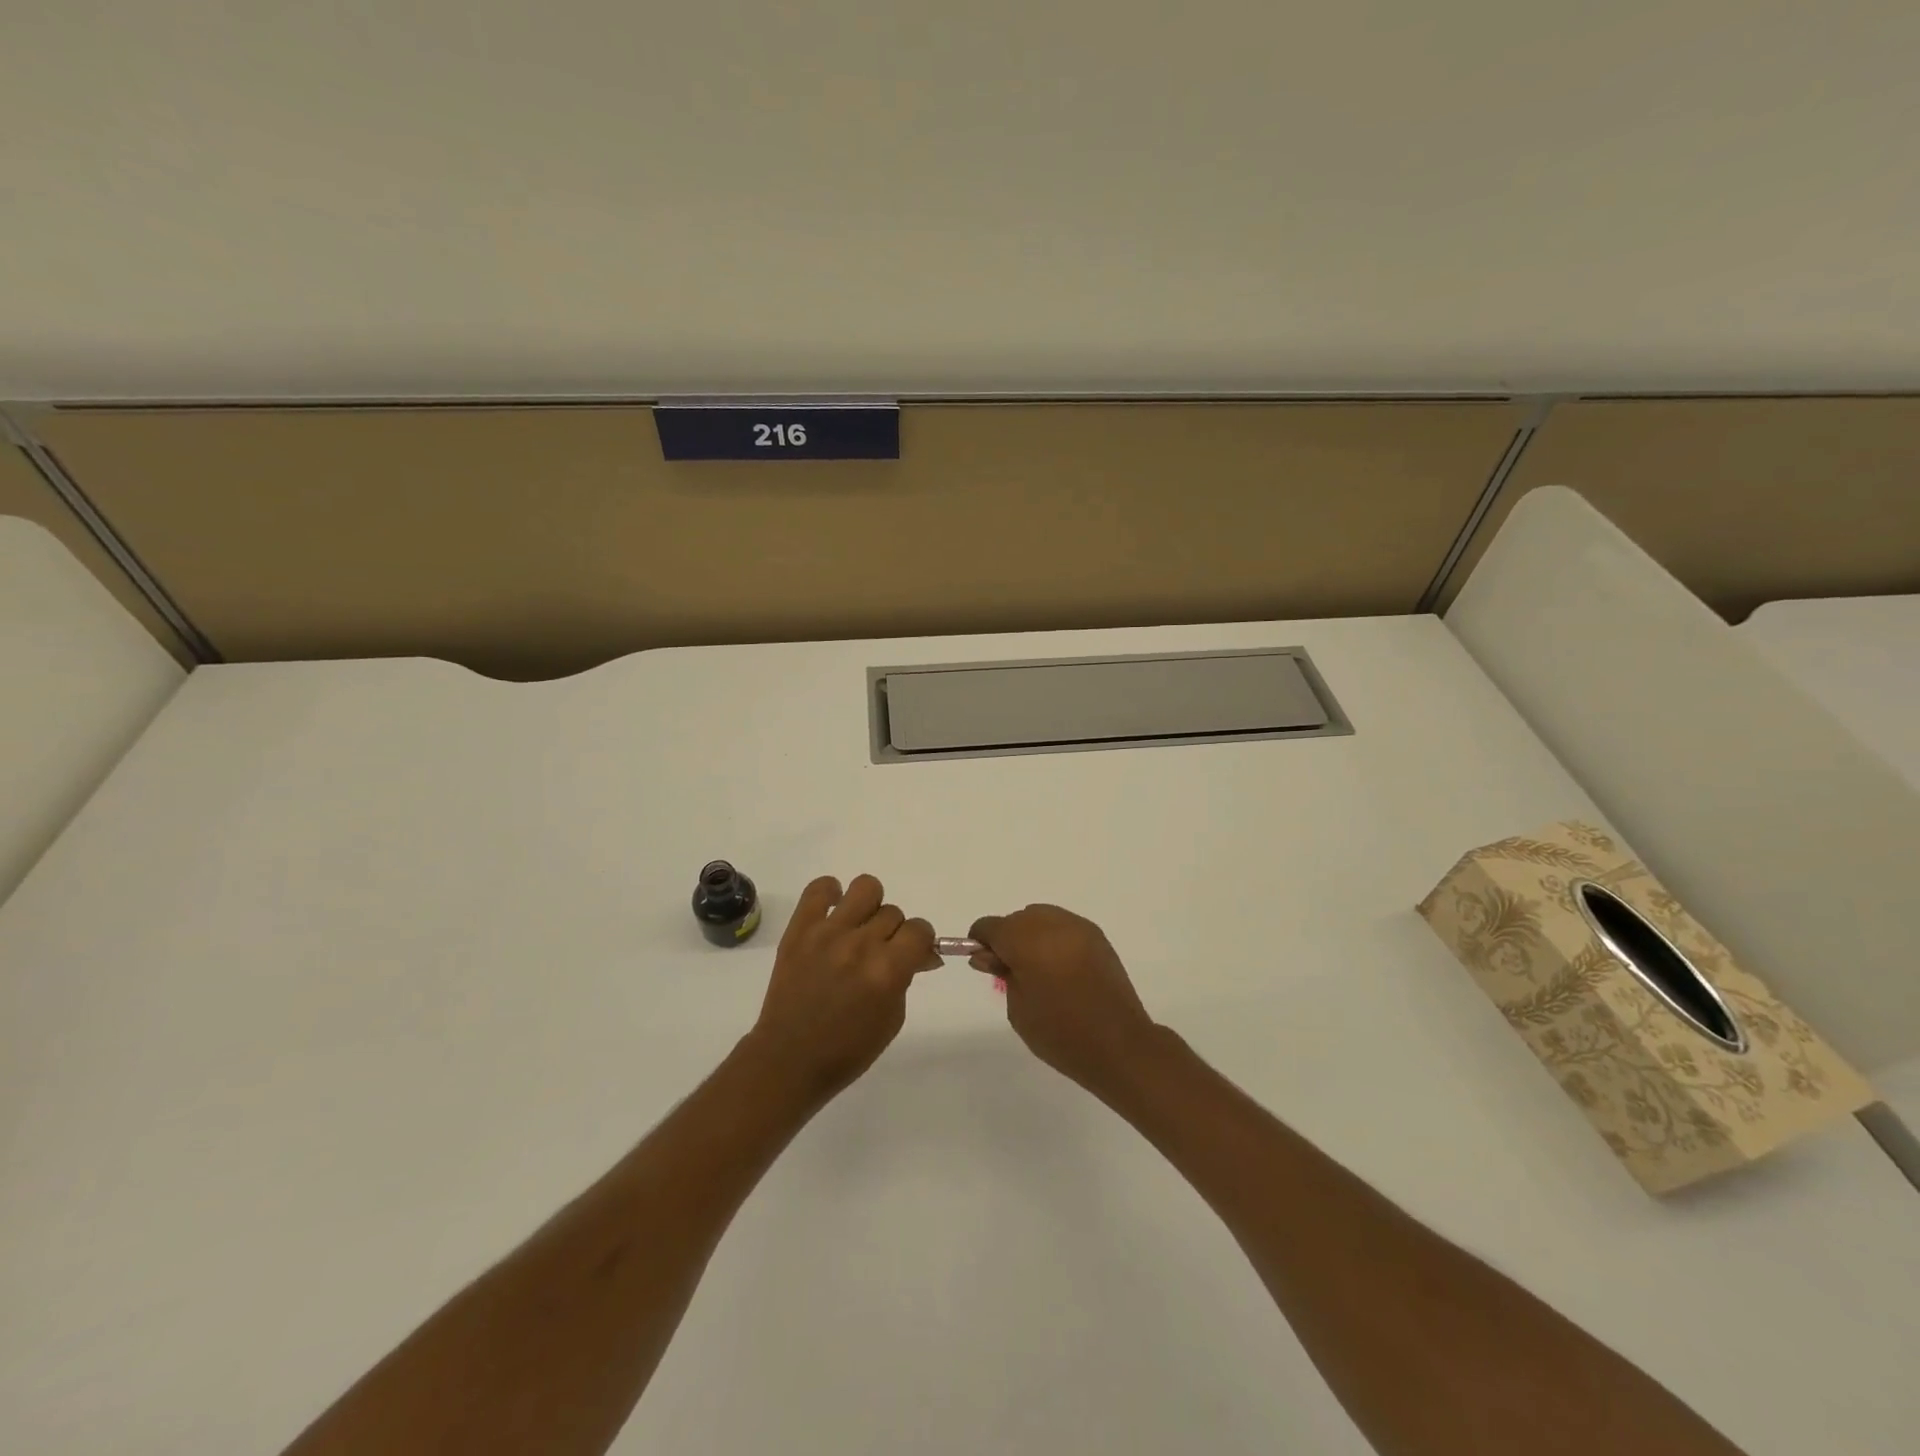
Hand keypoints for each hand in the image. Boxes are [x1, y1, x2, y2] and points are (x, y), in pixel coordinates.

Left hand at [747, 874, 939, 1104]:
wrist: (789, 1059)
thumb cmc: (848, 1049)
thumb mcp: (892, 1018)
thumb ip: (906, 977)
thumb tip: (921, 952)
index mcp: (887, 970)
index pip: (920, 930)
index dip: (920, 941)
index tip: (912, 953)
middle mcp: (860, 945)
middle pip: (893, 912)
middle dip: (892, 932)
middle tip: (878, 953)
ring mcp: (828, 933)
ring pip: (865, 887)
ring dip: (869, 906)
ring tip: (857, 927)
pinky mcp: (800, 929)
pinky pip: (819, 888)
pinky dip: (830, 893)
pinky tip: (832, 914)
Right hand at [968, 904, 1159, 1097]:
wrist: (1119, 1046)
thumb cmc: (1061, 1034)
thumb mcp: (1018, 1008)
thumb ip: (1001, 973)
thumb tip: (989, 955)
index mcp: (1027, 942)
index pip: (991, 926)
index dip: (981, 941)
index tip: (983, 963)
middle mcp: (1052, 925)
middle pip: (1017, 919)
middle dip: (1007, 938)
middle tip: (1010, 971)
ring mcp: (1078, 928)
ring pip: (1041, 917)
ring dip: (1031, 935)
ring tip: (1037, 968)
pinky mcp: (1097, 936)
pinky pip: (1063, 926)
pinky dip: (1054, 938)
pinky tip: (1059, 966)